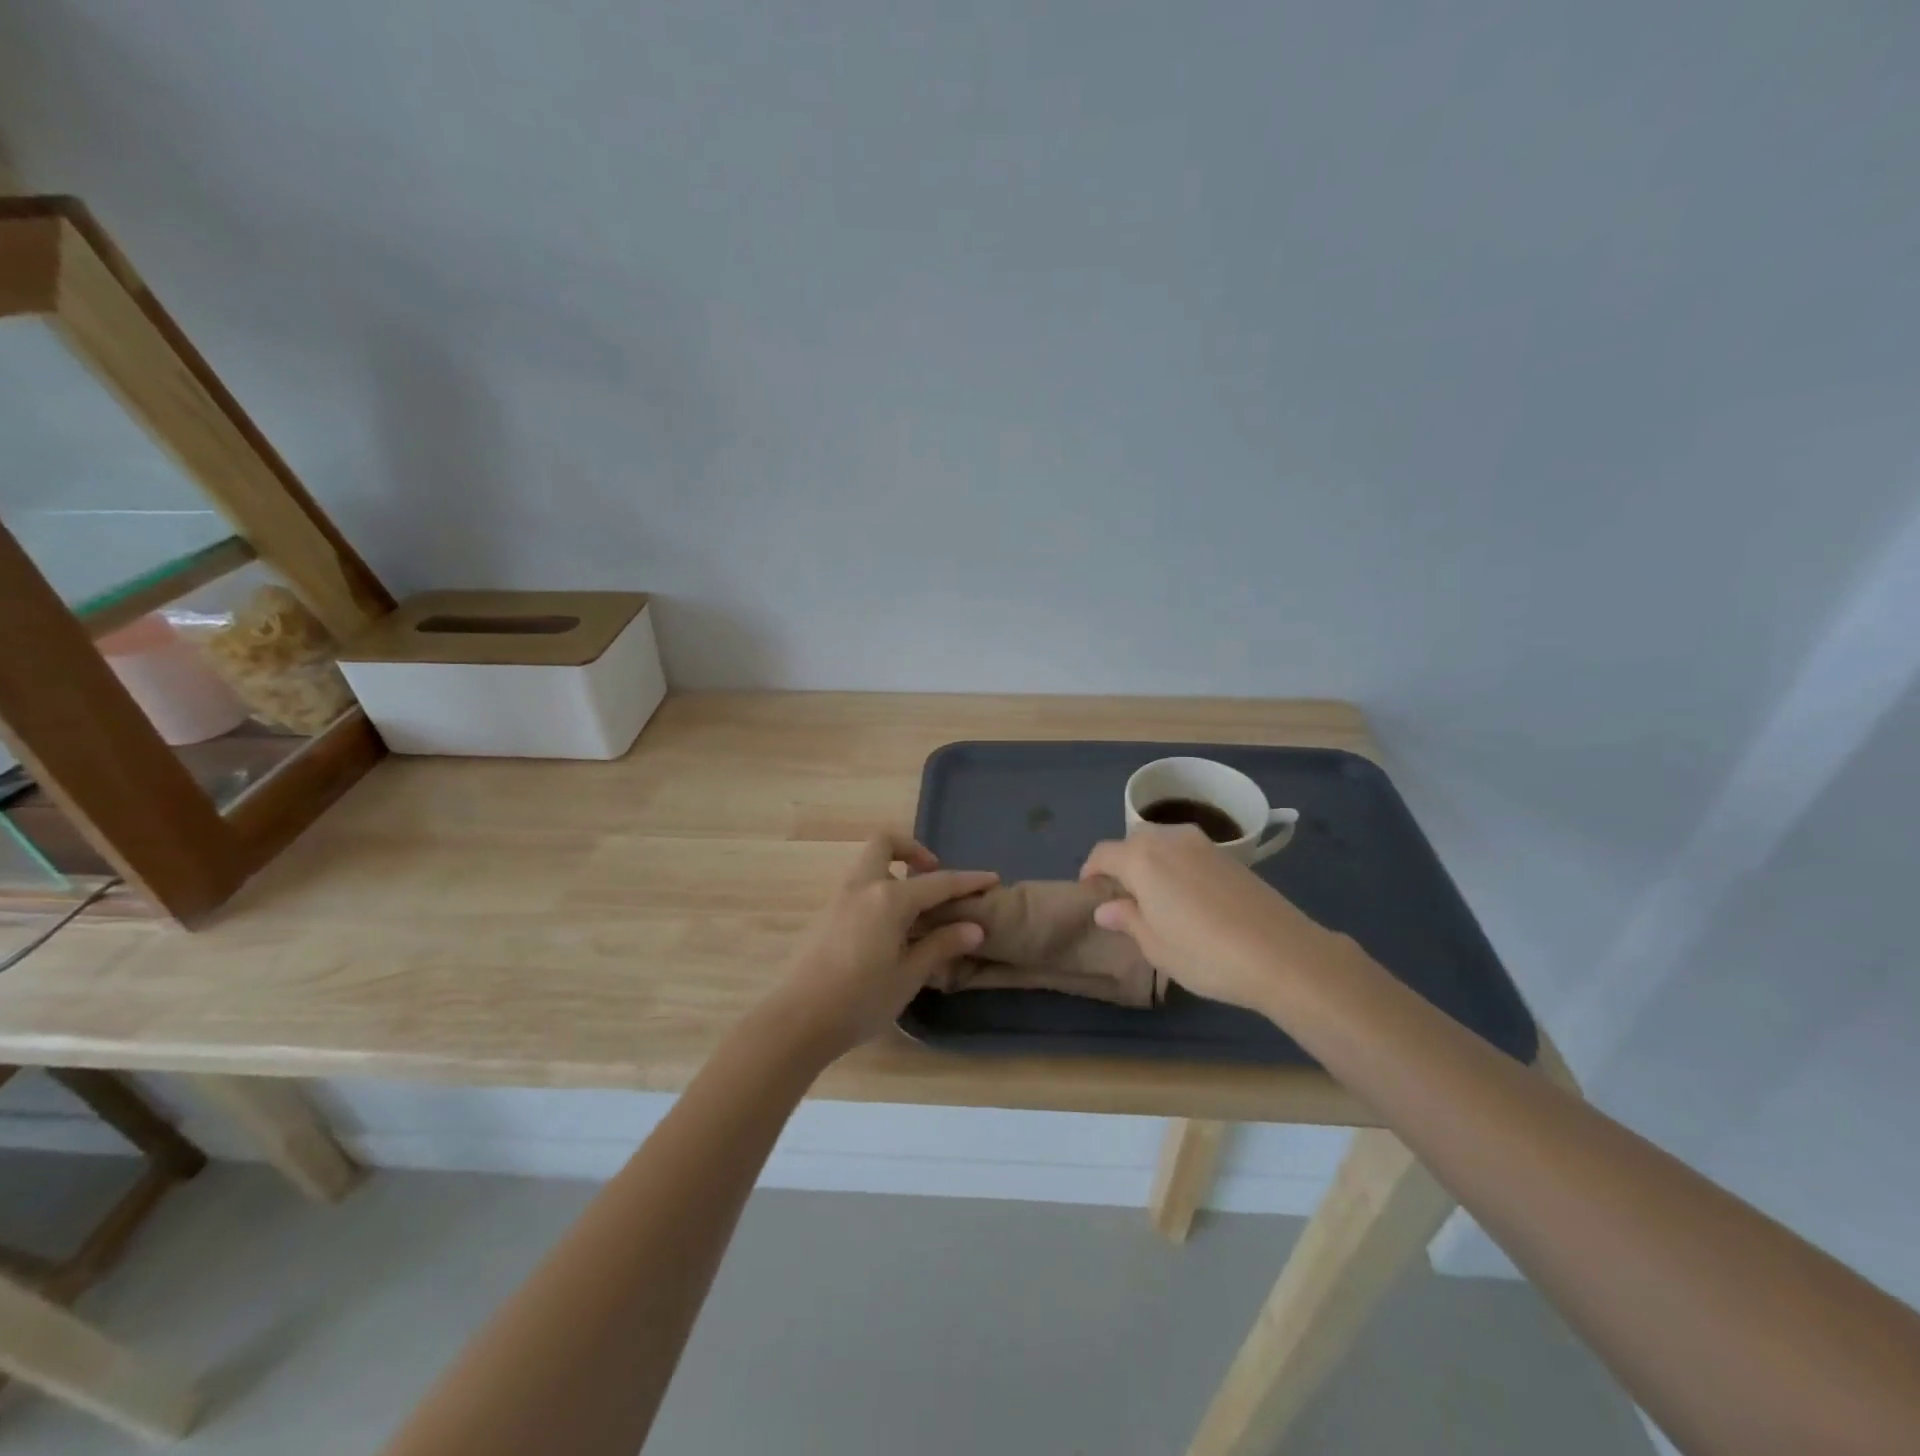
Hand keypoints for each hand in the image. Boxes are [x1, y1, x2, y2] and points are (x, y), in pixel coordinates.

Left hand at [765, 833, 997, 1057]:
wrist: (797, 1021)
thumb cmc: (860, 1000)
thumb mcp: (908, 976)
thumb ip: (941, 945)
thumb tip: (973, 927)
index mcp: (889, 899)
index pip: (938, 882)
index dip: (968, 881)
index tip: (992, 878)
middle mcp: (862, 887)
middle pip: (884, 843)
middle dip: (912, 850)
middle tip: (931, 876)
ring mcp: (839, 898)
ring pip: (868, 864)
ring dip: (893, 871)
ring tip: (914, 909)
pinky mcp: (825, 915)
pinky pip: (858, 887)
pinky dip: (878, 891)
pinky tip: (888, 930)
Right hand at [1081, 826, 1353, 1014]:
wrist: (1283, 955)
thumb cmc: (1206, 954)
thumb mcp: (1156, 946)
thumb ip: (1127, 919)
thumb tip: (1106, 907)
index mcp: (1142, 859)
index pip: (1103, 854)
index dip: (1091, 872)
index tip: (1090, 894)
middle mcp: (1169, 840)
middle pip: (1133, 842)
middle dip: (1122, 864)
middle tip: (1123, 898)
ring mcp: (1202, 844)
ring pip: (1162, 843)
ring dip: (1151, 862)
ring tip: (1156, 897)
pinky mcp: (1229, 856)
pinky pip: (1188, 852)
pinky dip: (1177, 866)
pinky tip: (1188, 897)